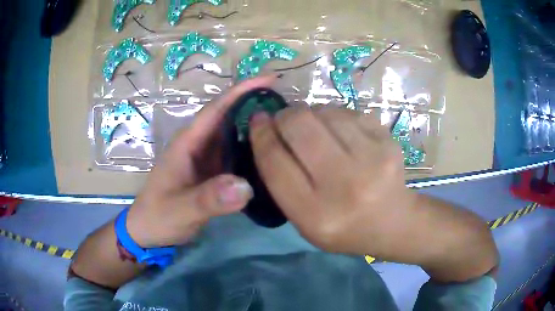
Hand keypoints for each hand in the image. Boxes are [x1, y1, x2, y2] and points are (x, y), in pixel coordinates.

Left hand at [126, 75, 278, 247]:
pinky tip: (271, 156)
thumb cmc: (158, 216)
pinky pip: (236, 155)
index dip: (243, 90)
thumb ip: (208, 199)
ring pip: (235, 136)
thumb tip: (245, 186)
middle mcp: (199, 144)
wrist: (148, 230)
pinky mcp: (212, 172)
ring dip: (257, 128)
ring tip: (287, 127)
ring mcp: (206, 159)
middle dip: (257, 105)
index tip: (271, 79)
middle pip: (230, 117)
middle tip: (291, 107)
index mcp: (189, 142)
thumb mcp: (180, 209)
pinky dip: (253, 152)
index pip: (218, 108)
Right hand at [249, 107, 414, 255]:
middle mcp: (344, 186)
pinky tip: (339, 131)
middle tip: (284, 120)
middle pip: (299, 128)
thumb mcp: (305, 220)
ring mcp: (371, 160)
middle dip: (284, 117)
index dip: (261, 135)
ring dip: (311, 114)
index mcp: (315, 214)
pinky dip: (336, 116)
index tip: (257, 120)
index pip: (275, 162)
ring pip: (324, 113)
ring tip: (315, 128)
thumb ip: (282, 182)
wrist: (393, 222)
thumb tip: (268, 132)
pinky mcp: (388, 142)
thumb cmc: (344, 227)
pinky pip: (349, 113)